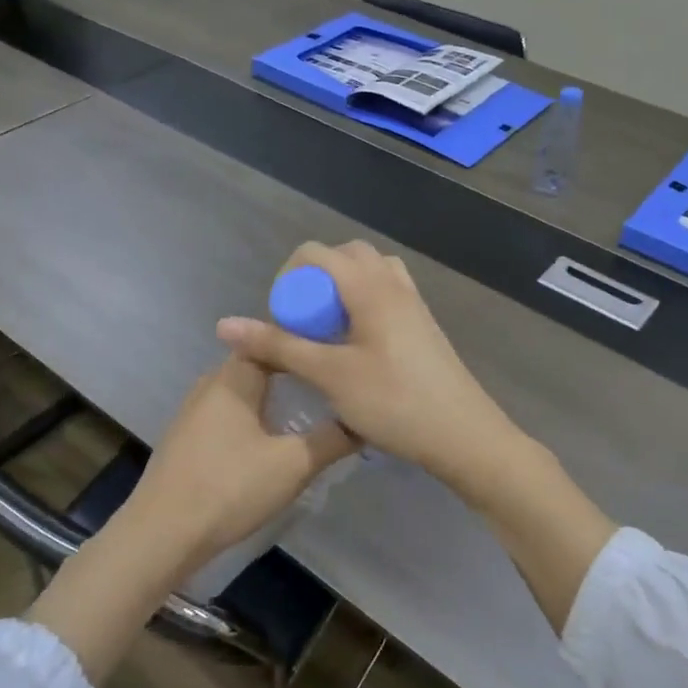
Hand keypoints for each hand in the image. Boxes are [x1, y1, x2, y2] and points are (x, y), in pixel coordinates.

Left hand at [118, 354, 357, 578]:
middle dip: (295, 369)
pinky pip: (230, 413)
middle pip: (259, 363)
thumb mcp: (293, 465)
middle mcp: (211, 383)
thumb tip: (364, 420)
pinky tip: (273, 437)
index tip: (338, 347)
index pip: (273, 338)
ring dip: (275, 395)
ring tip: (312, 407)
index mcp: (234, 377)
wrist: (162, 534)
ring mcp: (194, 411)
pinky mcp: (188, 438)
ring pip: (244, 390)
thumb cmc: (229, 488)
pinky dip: (255, 416)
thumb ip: (333, 439)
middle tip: (333, 380)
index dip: (306, 339)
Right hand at [215, 240, 522, 494]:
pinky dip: (362, 306)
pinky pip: (385, 296)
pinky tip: (356, 348)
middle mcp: (393, 283)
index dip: (287, 279)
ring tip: (328, 333)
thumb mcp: (329, 374)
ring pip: (369, 275)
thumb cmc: (393, 401)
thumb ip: (278, 346)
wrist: (463, 434)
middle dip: (313, 283)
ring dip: (340, 293)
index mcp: (370, 286)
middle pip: (344, 257)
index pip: (315, 253)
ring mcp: (413, 303)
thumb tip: (224, 324)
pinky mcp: (423, 325)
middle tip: (303, 324)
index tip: (281, 321)